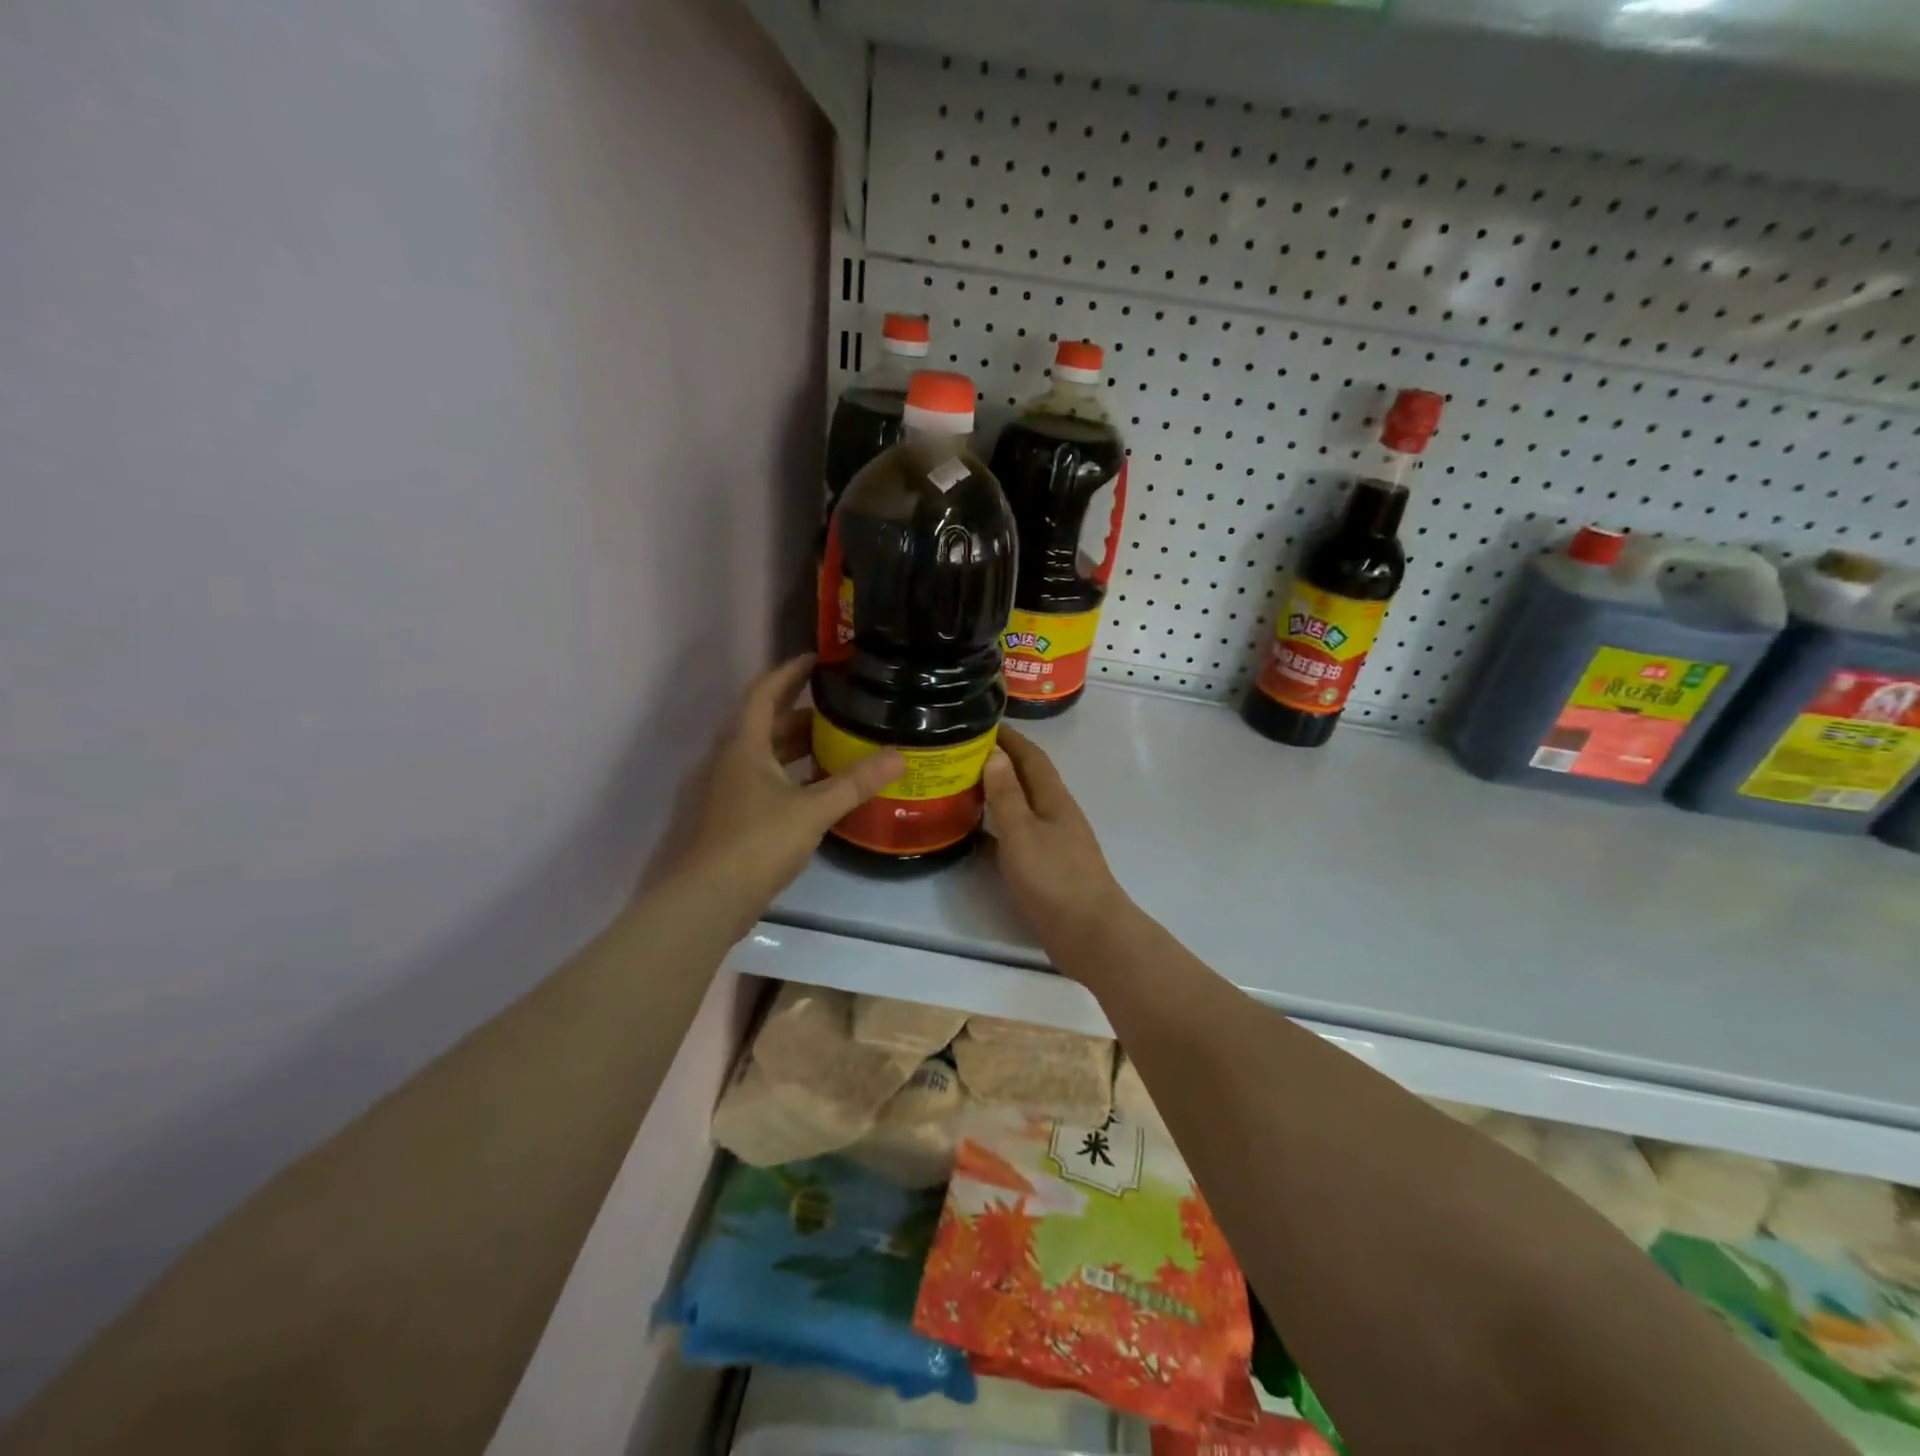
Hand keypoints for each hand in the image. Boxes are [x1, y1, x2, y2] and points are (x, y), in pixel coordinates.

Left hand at [676, 654, 902, 918]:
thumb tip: (898, 756)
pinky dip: (792, 774)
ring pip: (766, 754)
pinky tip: (820, 787)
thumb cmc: (757, 842)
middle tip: (840, 704)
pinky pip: (767, 780)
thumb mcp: (812, 809)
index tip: (817, 658)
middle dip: (801, 711)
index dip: (789, 672)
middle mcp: (732, 760)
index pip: (764, 693)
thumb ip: (854, 782)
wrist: (709, 899)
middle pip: (766, 723)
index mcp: (745, 746)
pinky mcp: (734, 816)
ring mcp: (730, 790)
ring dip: (797, 745)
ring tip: (838, 741)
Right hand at [982, 727, 1132, 964]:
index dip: (1010, 738)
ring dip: (996, 795)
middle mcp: (1055, 814)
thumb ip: (1007, 795)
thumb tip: (995, 754)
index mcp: (1053, 799)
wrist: (1089, 933)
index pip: (1031, 757)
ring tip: (960, 787)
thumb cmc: (1054, 878)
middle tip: (960, 754)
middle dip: (999, 763)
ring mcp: (1052, 842)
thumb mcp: (1023, 832)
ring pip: (1020, 808)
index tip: (981, 721)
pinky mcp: (1045, 868)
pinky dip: (996, 829)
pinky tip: (974, 834)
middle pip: (1026, 780)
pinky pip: (1016, 836)